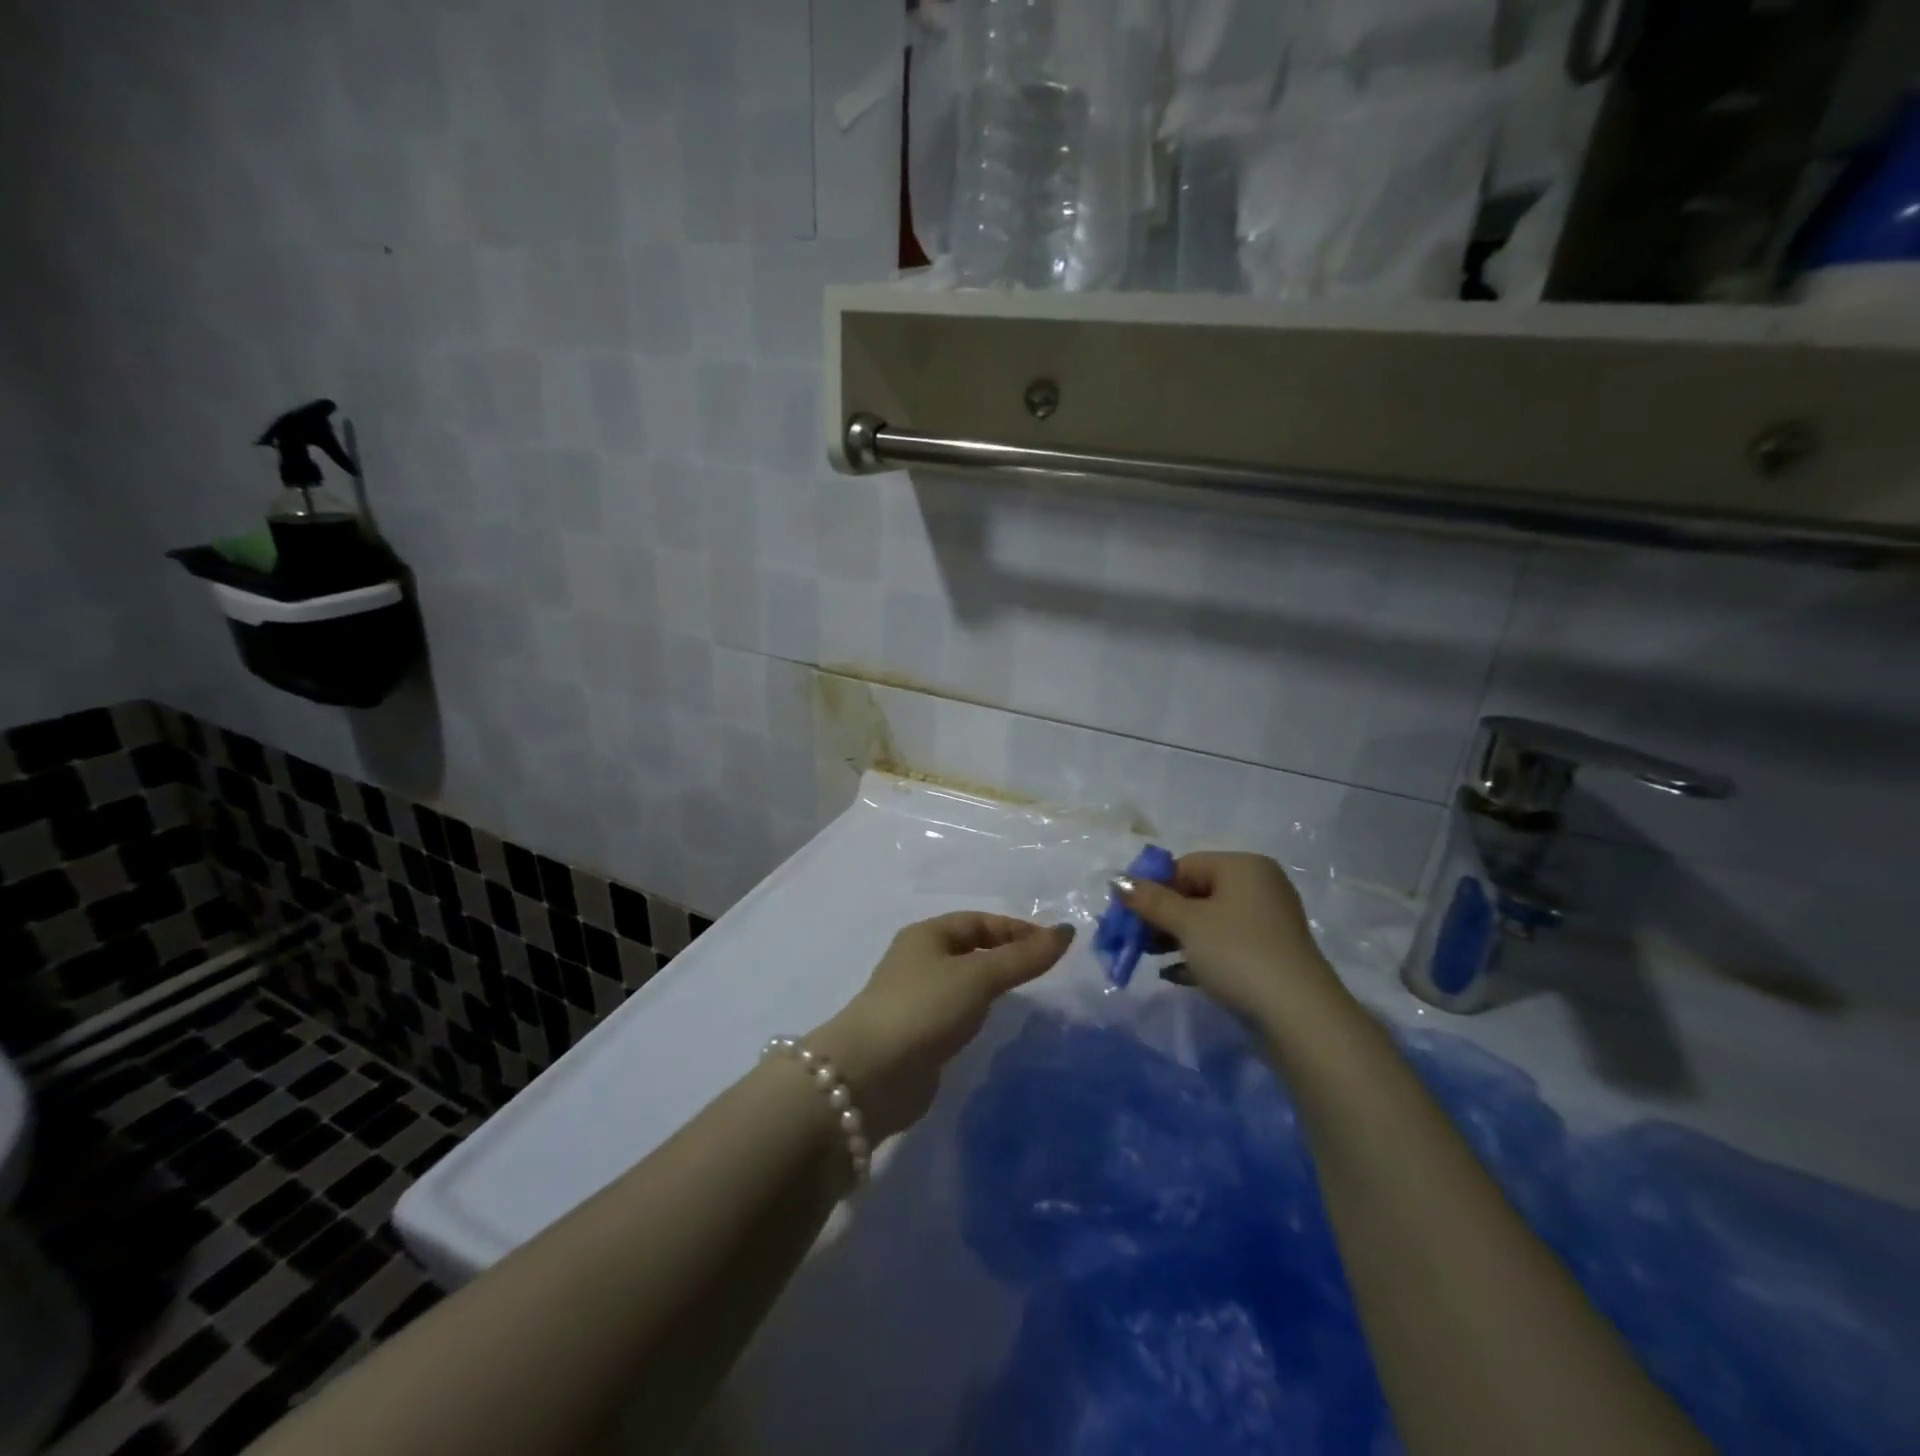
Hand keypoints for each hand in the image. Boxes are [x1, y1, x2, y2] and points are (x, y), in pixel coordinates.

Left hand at [810, 914, 1072, 1141]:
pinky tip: (993, 1024)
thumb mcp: (979, 976)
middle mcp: (918, 960)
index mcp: (926, 935)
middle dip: (1006, 954)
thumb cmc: (925, 1009)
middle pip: (970, 948)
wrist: (871, 1075)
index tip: (1052, 947)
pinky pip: (956, 1011)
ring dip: (992, 984)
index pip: (979, 921)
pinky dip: (978, 1011)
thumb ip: (1023, 956)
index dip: (1016, 929)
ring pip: (963, 981)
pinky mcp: (918, 1034)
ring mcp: (916, 998)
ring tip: (1026, 995)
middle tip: (1044, 971)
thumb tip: (1067, 931)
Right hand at [1118, 851, 1348, 1029]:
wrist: (1297, 1015)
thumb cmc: (1237, 953)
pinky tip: (1174, 974)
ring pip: (1209, 921)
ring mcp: (1267, 922)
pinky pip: (1224, 945)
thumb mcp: (1187, 923)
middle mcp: (1259, 887)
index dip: (1153, 887)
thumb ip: (1150, 900)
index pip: (1185, 865)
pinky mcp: (1269, 955)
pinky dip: (1198, 955)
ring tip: (1149, 957)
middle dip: (1162, 915)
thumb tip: (1117, 880)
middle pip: (1196, 892)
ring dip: (1176, 937)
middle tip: (1135, 938)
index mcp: (1243, 867)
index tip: (1129, 914)